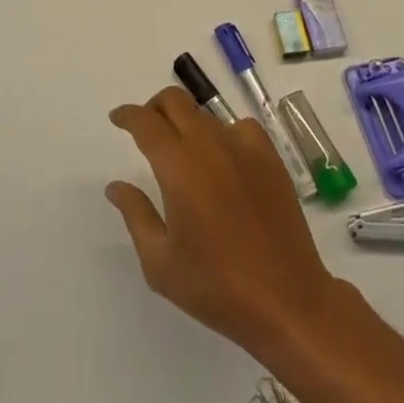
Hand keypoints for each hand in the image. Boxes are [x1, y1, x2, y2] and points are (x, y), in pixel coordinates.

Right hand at [107, 86, 340, 358]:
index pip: (146, 123)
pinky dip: (224, 132)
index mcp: (179, 168)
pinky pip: (241, 127)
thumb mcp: (160, 262)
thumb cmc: (216, 287)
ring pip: (206, 114)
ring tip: (183, 150)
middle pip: (176, 101)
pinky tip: (224, 157)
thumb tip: (116, 186)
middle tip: (146, 129)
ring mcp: (244, 149)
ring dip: (187, 122)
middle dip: (154, 107)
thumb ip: (135, 215)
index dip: (128, 115)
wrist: (287, 301)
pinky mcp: (270, 159)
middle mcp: (210, 146)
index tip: (117, 119)